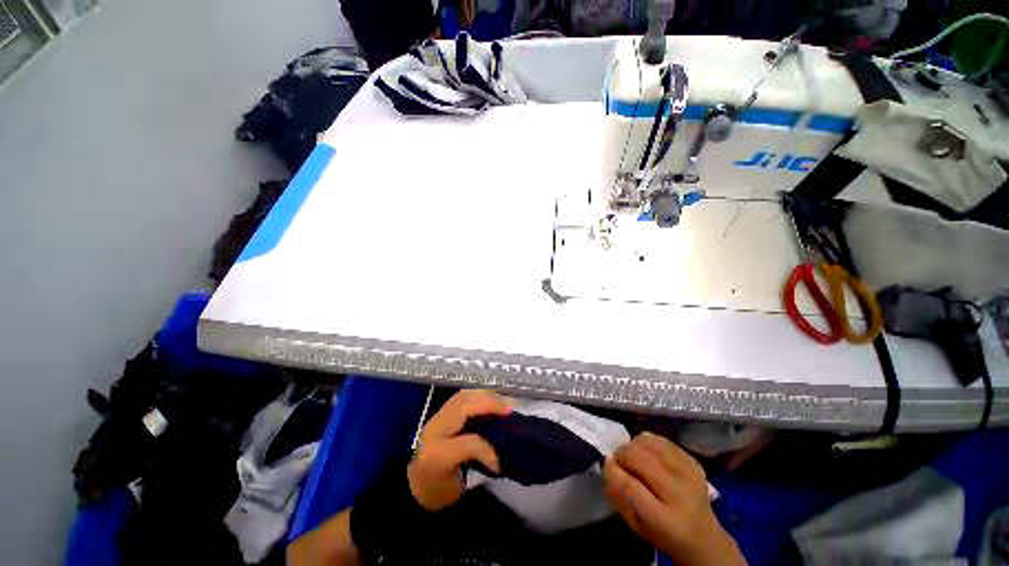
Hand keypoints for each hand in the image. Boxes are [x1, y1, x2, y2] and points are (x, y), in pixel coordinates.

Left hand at [407, 389, 511, 510]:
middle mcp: (435, 429)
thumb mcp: (456, 488)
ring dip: (485, 395)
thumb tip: (500, 451)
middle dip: (490, 403)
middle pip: (464, 406)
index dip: (488, 450)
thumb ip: (476, 465)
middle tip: (510, 408)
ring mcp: (436, 417)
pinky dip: (477, 395)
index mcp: (438, 453)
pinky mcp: (440, 413)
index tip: (499, 464)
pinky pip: (461, 397)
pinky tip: (489, 399)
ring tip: (502, 401)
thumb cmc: (435, 491)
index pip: (469, 442)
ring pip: (463, 396)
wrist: (412, 485)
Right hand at [603, 432, 745, 565]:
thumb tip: (607, 466)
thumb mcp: (636, 525)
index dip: (614, 471)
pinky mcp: (693, 461)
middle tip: (619, 461)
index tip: (607, 465)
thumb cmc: (663, 533)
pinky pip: (661, 439)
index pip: (632, 486)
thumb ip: (618, 496)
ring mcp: (689, 473)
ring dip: (633, 446)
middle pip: (640, 459)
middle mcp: (680, 494)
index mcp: (664, 519)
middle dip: (622, 455)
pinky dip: (646, 442)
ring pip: (649, 443)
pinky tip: (647, 453)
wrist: (704, 537)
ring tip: (632, 456)